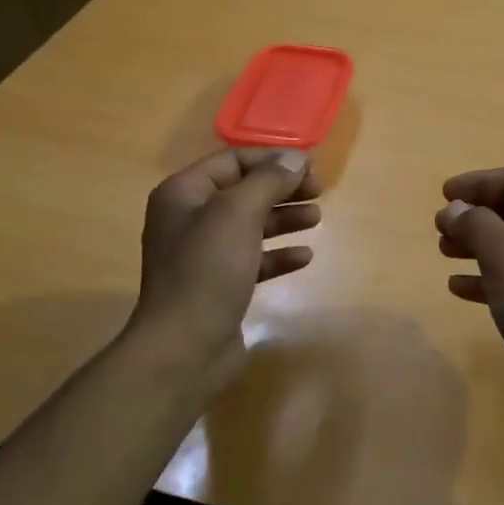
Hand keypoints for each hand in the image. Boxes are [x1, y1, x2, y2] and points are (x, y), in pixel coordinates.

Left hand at [131, 148, 320, 388]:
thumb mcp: (238, 213)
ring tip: (316, 218)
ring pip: (251, 225)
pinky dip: (278, 254)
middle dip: (282, 189)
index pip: (232, 161)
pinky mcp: (219, 285)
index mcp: (184, 194)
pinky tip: (304, 256)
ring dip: (284, 219)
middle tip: (319, 190)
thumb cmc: (207, 269)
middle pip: (244, 192)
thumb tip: (296, 158)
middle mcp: (190, 219)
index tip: (310, 165)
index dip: (272, 160)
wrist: (184, 346)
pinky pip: (253, 259)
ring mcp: (203, 255)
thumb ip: (269, 181)